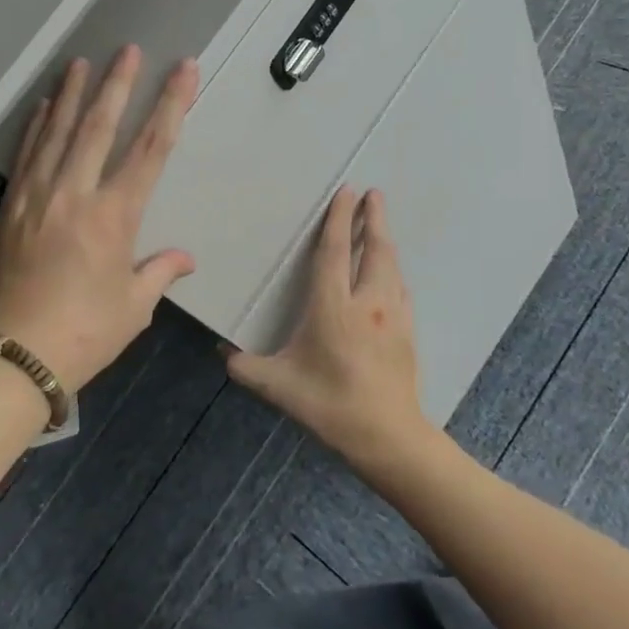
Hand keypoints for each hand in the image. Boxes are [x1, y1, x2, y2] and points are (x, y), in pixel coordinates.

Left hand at [0, 47, 197, 387]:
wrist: (11, 356)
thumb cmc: (83, 334)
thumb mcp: (132, 308)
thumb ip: (159, 273)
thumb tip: (184, 258)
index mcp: (114, 217)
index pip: (151, 149)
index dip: (170, 105)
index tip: (183, 71)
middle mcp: (75, 195)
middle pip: (100, 127)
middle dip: (118, 84)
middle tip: (129, 49)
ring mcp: (37, 197)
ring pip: (58, 132)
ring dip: (74, 94)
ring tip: (83, 61)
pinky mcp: (11, 207)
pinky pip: (27, 155)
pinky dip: (37, 126)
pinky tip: (44, 105)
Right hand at [226, 186, 426, 467]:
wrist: (388, 436)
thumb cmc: (330, 405)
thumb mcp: (277, 387)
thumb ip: (244, 366)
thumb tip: (221, 350)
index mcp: (333, 308)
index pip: (335, 252)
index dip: (339, 219)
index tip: (346, 192)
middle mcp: (367, 303)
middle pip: (374, 249)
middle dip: (374, 218)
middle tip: (373, 193)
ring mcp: (392, 316)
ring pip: (391, 267)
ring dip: (385, 240)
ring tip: (380, 223)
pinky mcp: (407, 332)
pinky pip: (400, 289)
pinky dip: (393, 270)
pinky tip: (390, 273)